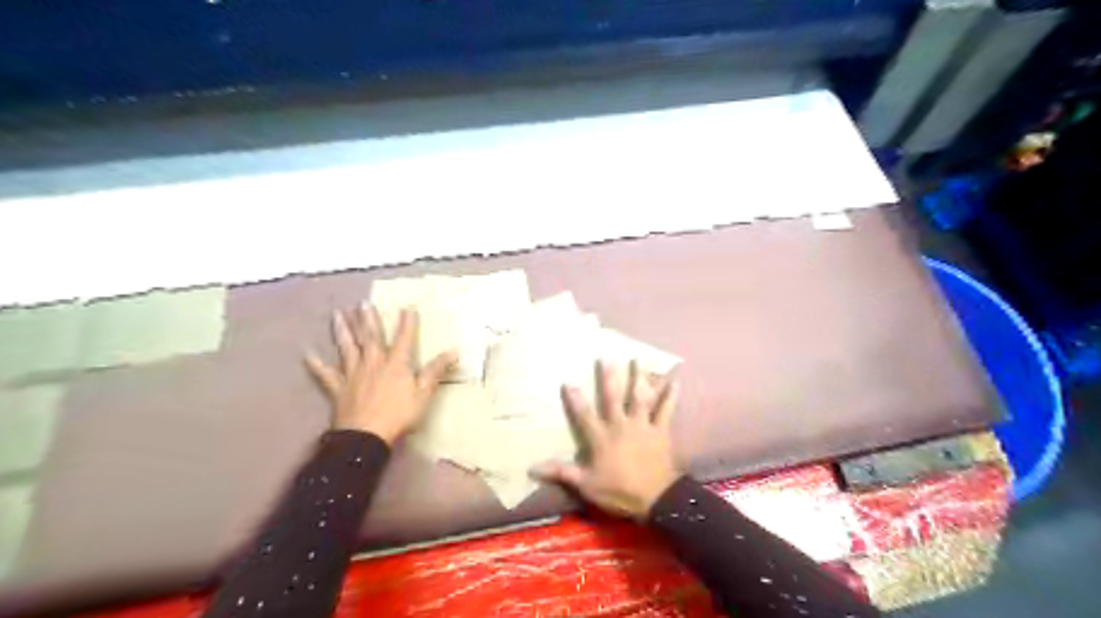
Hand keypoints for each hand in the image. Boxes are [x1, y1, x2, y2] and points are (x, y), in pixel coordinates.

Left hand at [304, 303, 454, 444]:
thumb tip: (454, 351)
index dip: (407, 323)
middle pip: (370, 337)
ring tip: (337, 314)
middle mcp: (373, 362)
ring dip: (342, 330)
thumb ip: (436, 370)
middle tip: (362, 303)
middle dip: (368, 319)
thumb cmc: (399, 414)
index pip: (404, 338)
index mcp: (395, 363)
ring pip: (347, 347)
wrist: (366, 435)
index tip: (408, 307)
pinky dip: (316, 364)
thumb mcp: (424, 393)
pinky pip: (324, 373)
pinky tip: (308, 354)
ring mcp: (353, 373)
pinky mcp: (338, 387)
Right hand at [531, 362, 679, 521]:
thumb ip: (561, 472)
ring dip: (638, 378)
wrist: (656, 498)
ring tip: (638, 359)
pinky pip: (665, 410)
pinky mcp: (660, 430)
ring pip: (639, 397)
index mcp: (601, 437)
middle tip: (607, 357)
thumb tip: (532, 468)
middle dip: (609, 377)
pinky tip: (674, 382)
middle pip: (613, 397)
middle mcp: (621, 425)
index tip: (568, 380)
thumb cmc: (619, 491)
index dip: (575, 398)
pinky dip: (670, 397)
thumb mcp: (586, 485)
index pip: (584, 414)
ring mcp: (642, 425)